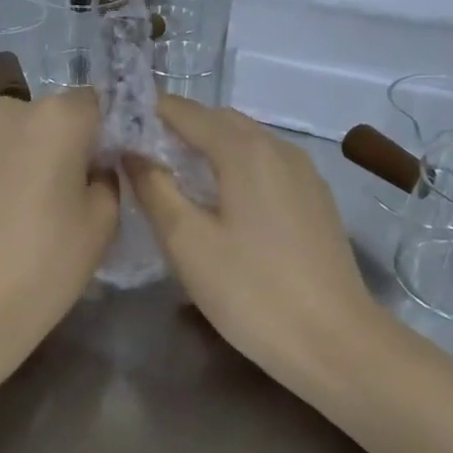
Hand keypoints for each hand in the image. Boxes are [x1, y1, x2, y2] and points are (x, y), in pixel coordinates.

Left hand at [0, 89, 117, 371]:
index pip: (97, 103)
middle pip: (56, 116)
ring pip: (23, 135)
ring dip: (37, 157)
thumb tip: (95, 166)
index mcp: (56, 116)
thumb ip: (107, 178)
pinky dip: (9, 172)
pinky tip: (10, 215)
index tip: (112, 168)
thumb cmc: (44, 263)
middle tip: (80, 192)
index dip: (108, 133)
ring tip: (41, 208)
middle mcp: (11, 110)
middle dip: (72, 143)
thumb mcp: (102, 222)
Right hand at [125, 97, 388, 395]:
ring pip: (247, 143)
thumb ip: (155, 188)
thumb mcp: (187, 242)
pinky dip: (237, 167)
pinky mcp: (316, 199)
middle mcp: (279, 147)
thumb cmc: (251, 291)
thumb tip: (132, 152)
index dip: (150, 111)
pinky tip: (222, 201)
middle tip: (141, 153)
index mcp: (245, 150)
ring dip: (209, 147)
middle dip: (179, 127)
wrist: (334, 341)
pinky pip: (267, 165)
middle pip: (220, 121)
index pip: (187, 111)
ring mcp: (304, 173)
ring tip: (176, 176)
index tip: (118, 124)